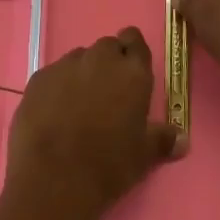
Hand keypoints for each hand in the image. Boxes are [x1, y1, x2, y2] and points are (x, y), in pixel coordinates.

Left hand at [5, 28, 181, 219]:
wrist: (54, 179)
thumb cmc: (108, 165)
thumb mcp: (144, 156)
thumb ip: (163, 139)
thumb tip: (182, 138)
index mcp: (131, 72)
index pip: (135, 40)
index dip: (132, 52)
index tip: (130, 70)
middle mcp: (99, 59)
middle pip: (106, 47)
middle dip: (108, 63)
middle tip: (108, 94)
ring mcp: (65, 66)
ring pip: (78, 59)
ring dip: (82, 74)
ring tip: (79, 106)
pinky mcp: (38, 78)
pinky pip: (53, 75)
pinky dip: (57, 87)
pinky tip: (54, 113)